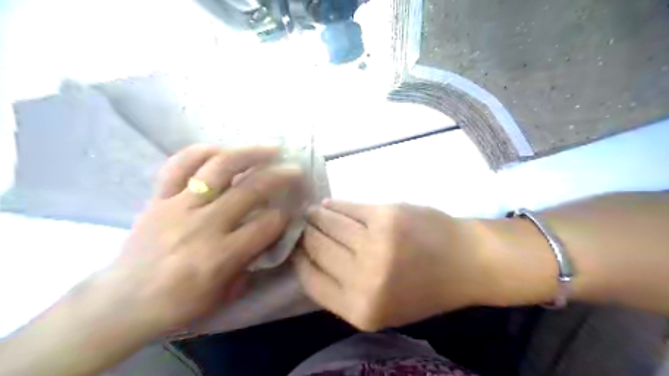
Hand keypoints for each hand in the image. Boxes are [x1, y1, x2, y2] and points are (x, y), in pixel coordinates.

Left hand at [101, 145, 300, 333]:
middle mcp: (202, 226)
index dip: (285, 215)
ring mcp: (178, 207)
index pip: (267, 224)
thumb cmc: (180, 303)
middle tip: (295, 170)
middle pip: (250, 190)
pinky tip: (222, 149)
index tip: (292, 209)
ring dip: (249, 154)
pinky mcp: (158, 198)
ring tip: (269, 149)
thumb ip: (250, 261)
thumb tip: (269, 233)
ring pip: (219, 168)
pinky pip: (179, 165)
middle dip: (280, 177)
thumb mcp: (225, 293)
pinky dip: (202, 151)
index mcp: (220, 256)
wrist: (123, 302)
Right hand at [295, 201, 498, 330]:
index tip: (296, 248)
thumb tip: (308, 258)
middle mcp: (363, 279)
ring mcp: (375, 243)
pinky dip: (335, 205)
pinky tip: (329, 204)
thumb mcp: (380, 306)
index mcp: (359, 309)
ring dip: (316, 217)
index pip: (310, 280)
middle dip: (305, 235)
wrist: (466, 262)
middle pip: (316, 248)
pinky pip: (347, 207)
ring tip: (312, 213)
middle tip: (302, 225)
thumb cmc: (424, 288)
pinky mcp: (385, 215)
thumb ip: (343, 291)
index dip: (299, 260)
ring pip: (328, 224)